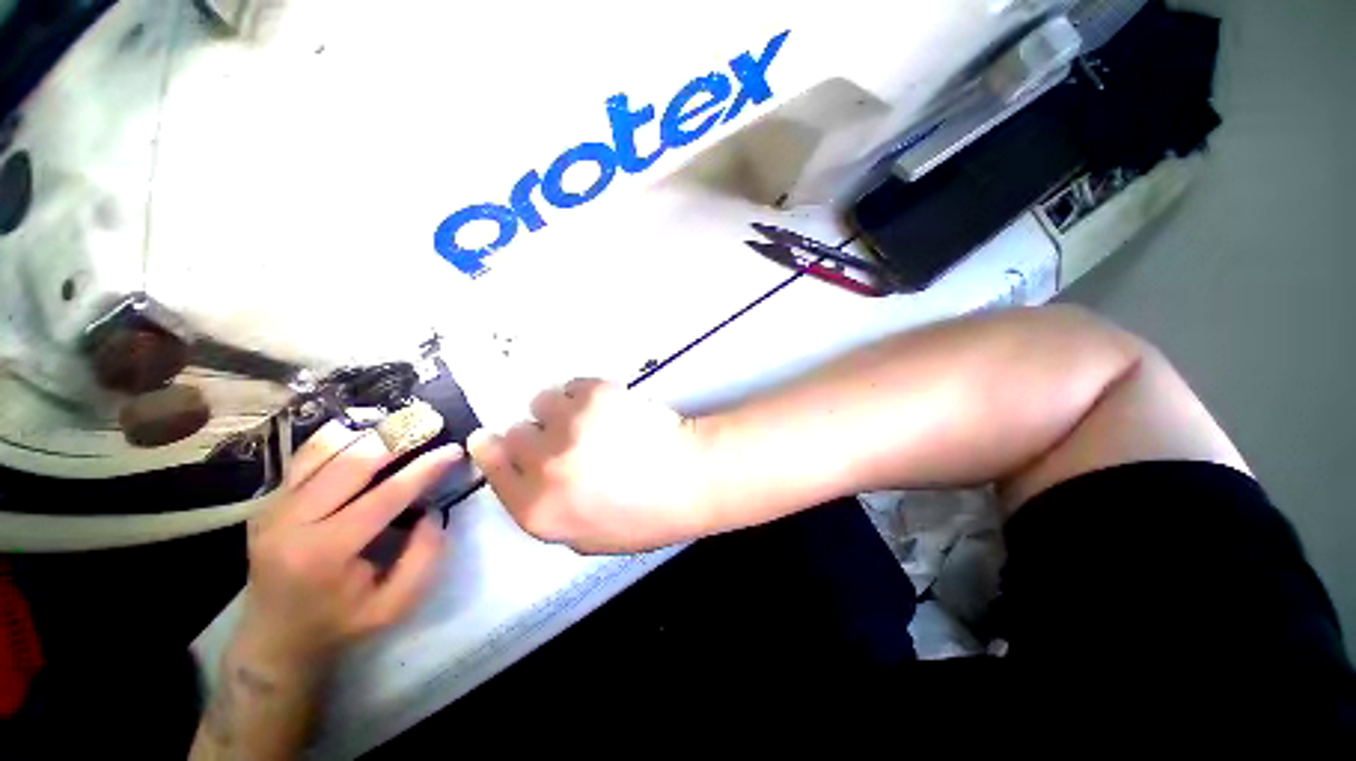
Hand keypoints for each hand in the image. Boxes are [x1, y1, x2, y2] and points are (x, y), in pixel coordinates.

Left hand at [238, 421, 459, 672]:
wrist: (273, 639)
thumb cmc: (340, 624)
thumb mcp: (394, 606)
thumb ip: (424, 558)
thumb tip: (433, 511)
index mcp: (326, 553)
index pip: (385, 495)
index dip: (425, 469)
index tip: (454, 449)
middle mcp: (292, 522)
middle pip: (351, 463)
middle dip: (397, 438)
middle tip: (431, 423)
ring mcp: (273, 508)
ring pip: (323, 451)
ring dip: (367, 432)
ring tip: (402, 421)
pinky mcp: (268, 501)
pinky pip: (305, 457)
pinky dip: (337, 437)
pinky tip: (364, 430)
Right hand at [468, 379, 714, 553]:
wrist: (690, 476)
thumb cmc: (646, 516)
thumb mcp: (587, 537)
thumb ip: (546, 510)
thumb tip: (527, 478)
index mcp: (537, 509)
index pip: (493, 468)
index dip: (493, 450)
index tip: (493, 439)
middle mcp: (543, 466)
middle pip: (515, 432)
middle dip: (536, 435)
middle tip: (568, 438)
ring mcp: (569, 425)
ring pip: (542, 402)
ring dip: (560, 410)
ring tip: (592, 420)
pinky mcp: (594, 394)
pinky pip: (571, 384)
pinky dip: (584, 394)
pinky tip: (609, 407)